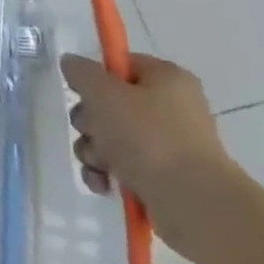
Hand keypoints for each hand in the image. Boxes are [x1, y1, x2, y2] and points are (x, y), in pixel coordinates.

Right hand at [61, 51, 245, 257]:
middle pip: (110, 103)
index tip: (81, 92)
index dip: (95, 77)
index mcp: (167, 79)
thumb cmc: (147, 136)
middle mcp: (172, 108)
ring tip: (100, 164)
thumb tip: (72, 62)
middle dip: (90, 121)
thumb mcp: (103, 93)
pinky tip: (104, 183)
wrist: (192, 201)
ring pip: (111, 137)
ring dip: (94, 149)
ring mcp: (170, 144)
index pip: (120, 65)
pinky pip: (123, 166)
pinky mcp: (164, 176)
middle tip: (92, 131)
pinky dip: (107, 172)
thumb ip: (81, 72)